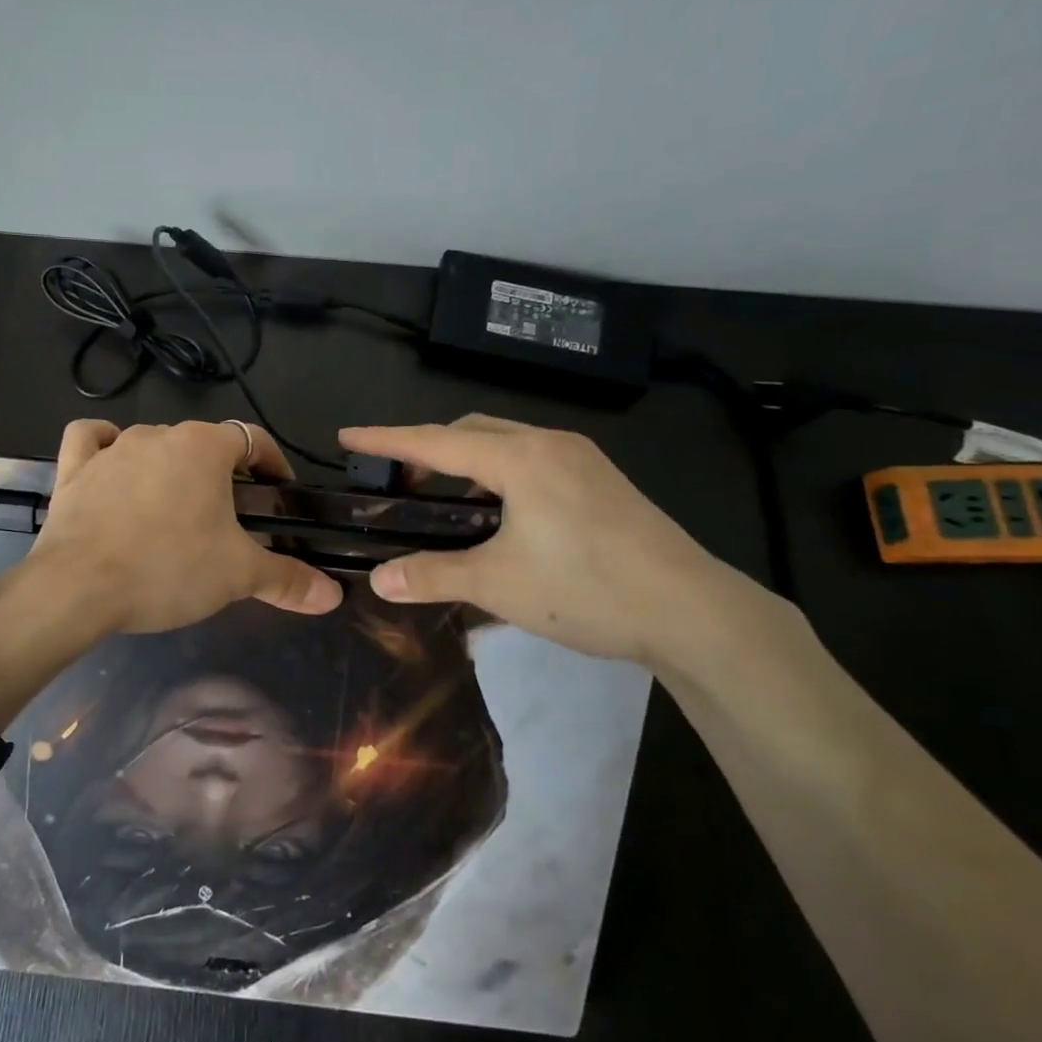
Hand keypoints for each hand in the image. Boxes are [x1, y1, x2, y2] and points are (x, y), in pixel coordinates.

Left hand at [33, 419, 343, 632]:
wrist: (77, 588)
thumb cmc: (168, 569)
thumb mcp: (237, 576)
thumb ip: (288, 579)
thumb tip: (334, 595)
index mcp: (204, 447)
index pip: (253, 439)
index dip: (272, 464)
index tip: (279, 492)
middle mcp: (159, 434)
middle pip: (202, 444)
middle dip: (221, 473)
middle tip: (230, 516)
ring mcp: (112, 448)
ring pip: (153, 443)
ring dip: (170, 467)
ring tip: (176, 508)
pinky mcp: (73, 468)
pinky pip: (92, 440)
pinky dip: (105, 446)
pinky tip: (113, 464)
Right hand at [340, 415, 746, 665]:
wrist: (693, 611)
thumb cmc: (586, 589)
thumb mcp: (498, 584)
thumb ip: (433, 575)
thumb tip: (378, 581)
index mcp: (520, 457)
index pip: (437, 441)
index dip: (388, 440)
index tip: (348, 437)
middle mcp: (551, 444)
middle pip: (473, 430)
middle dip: (429, 447)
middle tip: (397, 479)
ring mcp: (582, 459)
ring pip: (506, 443)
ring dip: (466, 460)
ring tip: (442, 497)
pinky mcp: (601, 481)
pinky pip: (533, 460)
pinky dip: (499, 474)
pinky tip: (497, 512)